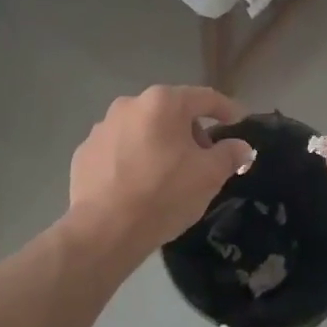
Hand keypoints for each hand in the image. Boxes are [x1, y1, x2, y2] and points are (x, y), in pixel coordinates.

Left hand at [67, 86, 256, 261]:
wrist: (104, 229)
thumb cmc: (164, 194)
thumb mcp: (209, 176)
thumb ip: (230, 154)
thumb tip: (241, 147)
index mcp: (163, 102)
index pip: (205, 97)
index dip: (226, 109)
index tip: (238, 123)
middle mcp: (129, 104)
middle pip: (171, 112)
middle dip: (191, 132)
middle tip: (203, 160)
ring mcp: (102, 127)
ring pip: (143, 130)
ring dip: (160, 144)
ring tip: (168, 176)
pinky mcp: (84, 152)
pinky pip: (119, 149)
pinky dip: (133, 159)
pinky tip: (138, 185)